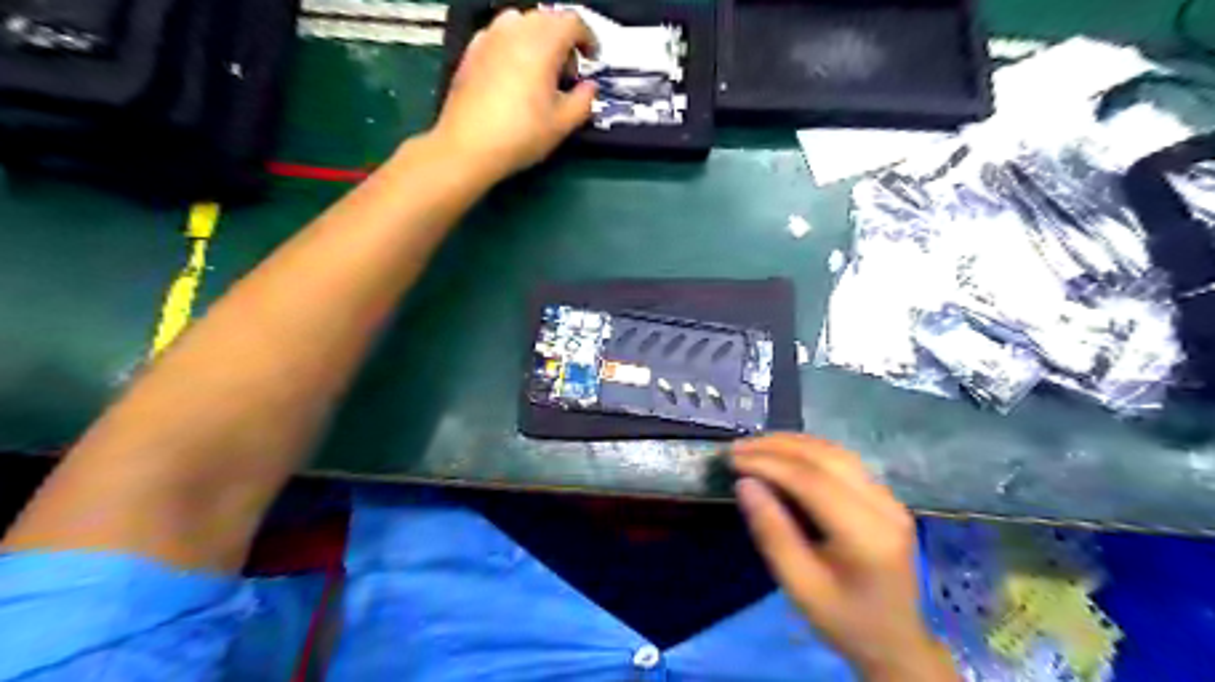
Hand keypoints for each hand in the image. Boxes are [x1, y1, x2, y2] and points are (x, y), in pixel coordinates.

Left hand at [432, 8, 596, 177]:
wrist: (468, 147)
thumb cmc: (519, 135)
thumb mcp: (562, 124)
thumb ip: (584, 101)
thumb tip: (589, 88)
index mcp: (541, 44)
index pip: (572, 22)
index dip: (588, 38)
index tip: (593, 58)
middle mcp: (514, 31)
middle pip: (547, 18)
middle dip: (564, 40)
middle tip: (568, 74)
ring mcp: (489, 38)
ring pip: (521, 23)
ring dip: (538, 40)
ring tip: (541, 72)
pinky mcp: (472, 51)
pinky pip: (500, 35)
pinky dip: (514, 46)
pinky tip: (515, 76)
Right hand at [730, 438, 959, 681]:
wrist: (894, 641)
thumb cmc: (842, 620)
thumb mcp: (799, 586)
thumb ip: (772, 532)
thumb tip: (744, 483)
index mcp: (867, 536)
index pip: (813, 482)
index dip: (769, 464)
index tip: (732, 460)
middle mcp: (885, 507)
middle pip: (827, 458)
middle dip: (777, 447)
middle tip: (736, 448)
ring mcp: (890, 499)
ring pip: (836, 452)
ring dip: (791, 444)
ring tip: (754, 446)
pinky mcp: (885, 496)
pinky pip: (843, 461)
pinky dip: (808, 451)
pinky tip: (783, 453)